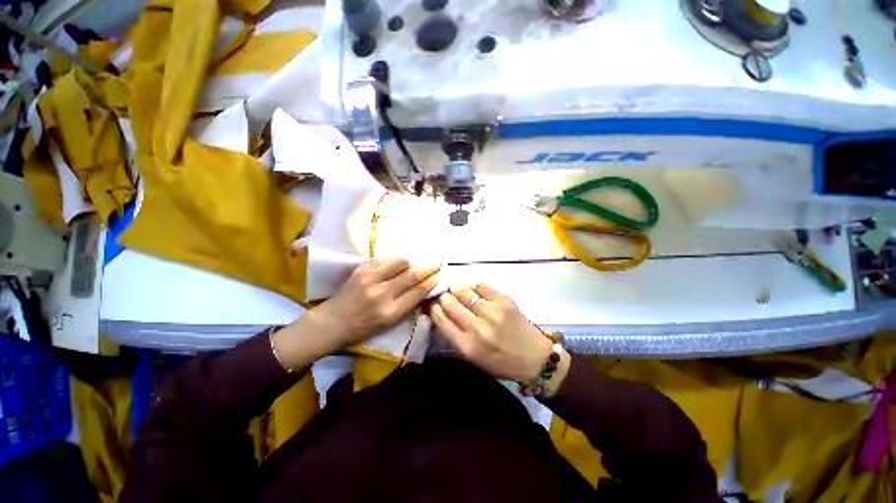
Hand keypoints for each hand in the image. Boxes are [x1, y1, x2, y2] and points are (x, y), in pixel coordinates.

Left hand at [316, 258, 440, 346]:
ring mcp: (370, 279)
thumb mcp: (390, 323)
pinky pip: (385, 260)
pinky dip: (393, 262)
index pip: (418, 292)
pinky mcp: (361, 269)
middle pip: (412, 275)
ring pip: (400, 262)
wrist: (333, 321)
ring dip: (410, 263)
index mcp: (390, 312)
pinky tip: (394, 267)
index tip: (439, 275)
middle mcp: (381, 294)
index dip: (431, 282)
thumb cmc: (364, 327)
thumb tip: (425, 288)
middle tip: (436, 264)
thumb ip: (408, 305)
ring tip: (411, 266)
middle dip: (428, 268)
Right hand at [431, 284, 568, 392]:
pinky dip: (474, 286)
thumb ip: (455, 335)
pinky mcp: (504, 300)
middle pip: (450, 303)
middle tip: (443, 294)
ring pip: (464, 291)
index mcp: (467, 345)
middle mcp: (477, 327)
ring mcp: (492, 311)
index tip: (432, 303)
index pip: (441, 319)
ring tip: (454, 288)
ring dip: (456, 288)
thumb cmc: (500, 361)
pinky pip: (482, 285)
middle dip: (443, 296)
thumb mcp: (473, 357)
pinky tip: (473, 289)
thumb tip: (442, 311)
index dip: (433, 308)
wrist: (534, 358)